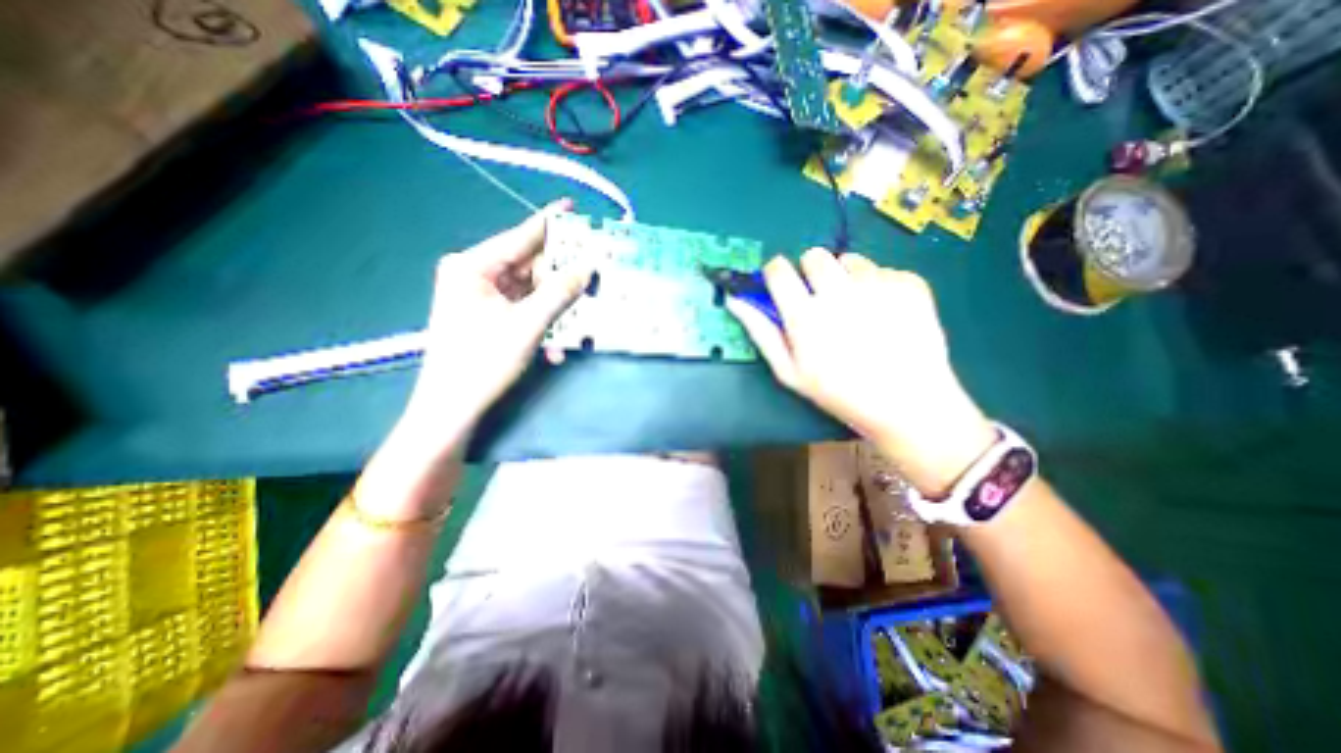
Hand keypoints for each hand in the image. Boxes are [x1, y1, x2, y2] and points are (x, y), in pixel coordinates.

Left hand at [393, 199, 588, 452]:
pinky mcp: (489, 315)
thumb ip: (559, 293)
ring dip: (555, 305)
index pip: (519, 237)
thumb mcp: (528, 325)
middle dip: (560, 274)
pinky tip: (556, 344)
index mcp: (473, 266)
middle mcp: (475, 275)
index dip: (549, 222)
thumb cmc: (483, 361)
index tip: (573, 207)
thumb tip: (587, 268)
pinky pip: (524, 308)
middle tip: (592, 270)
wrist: (453, 407)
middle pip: (528, 265)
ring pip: (530, 289)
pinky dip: (543, 322)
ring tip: (582, 312)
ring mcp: (482, 296)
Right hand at [724, 246, 993, 493]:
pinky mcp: (909, 283)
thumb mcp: (789, 371)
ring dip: (846, 278)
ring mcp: (877, 284)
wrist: (907, 402)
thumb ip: (761, 332)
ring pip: (850, 260)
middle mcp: (838, 291)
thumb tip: (735, 300)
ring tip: (858, 309)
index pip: (778, 268)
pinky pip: (883, 270)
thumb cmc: (839, 392)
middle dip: (811, 272)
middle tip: (822, 299)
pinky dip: (879, 286)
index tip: (783, 285)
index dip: (777, 273)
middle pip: (814, 255)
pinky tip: (886, 315)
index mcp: (804, 314)